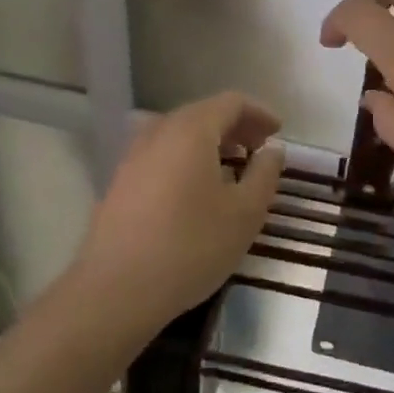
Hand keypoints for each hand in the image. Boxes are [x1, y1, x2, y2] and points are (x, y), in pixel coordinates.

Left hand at [73, 92, 283, 326]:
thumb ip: (265, 174)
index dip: (259, 113)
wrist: (116, 290)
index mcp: (191, 131)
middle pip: (202, 114)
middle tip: (259, 149)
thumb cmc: (191, 246)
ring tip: (232, 168)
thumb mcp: (245, 213)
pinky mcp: (119, 183)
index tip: (278, 133)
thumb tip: (272, 150)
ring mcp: (133, 158)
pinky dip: (187, 159)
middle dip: (235, 126)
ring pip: (178, 135)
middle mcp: (158, 133)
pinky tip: (197, 191)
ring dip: (210, 143)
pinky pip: (161, 156)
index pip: (230, 102)